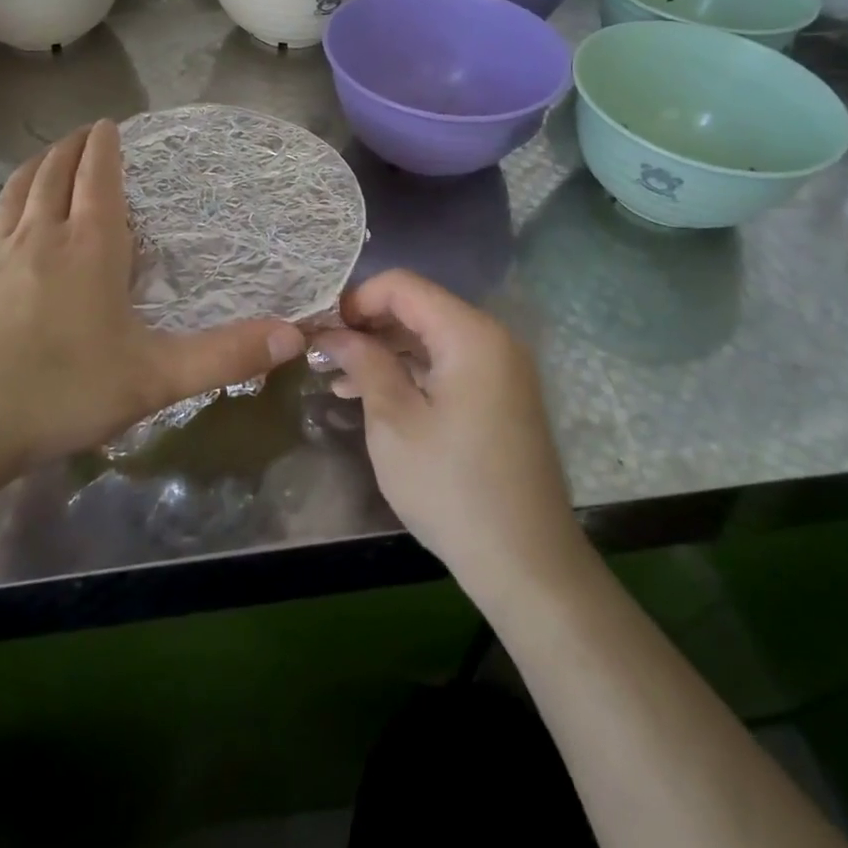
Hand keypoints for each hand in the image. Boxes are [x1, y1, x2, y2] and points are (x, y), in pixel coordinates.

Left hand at [0, 121, 305, 504]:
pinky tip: (10, 219)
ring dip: (38, 164)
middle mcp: (41, 237)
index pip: (98, 177)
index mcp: (89, 247)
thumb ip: (225, 357)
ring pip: (19, 189)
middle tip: (87, 133)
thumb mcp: (154, 379)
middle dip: (72, 146)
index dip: (105, 146)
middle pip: (55, 172)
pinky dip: (11, 199)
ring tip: (50, 155)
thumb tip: (295, 334)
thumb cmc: (58, 392)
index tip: (110, 124)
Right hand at [310, 270, 587, 599]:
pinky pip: (448, 365)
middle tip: (323, 354)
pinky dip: (411, 373)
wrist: (526, 561)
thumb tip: (334, 332)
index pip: (403, 286)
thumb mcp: (394, 421)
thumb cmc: (451, 486)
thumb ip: (364, 363)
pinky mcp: (500, 395)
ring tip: (336, 378)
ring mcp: (500, 368)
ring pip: (431, 338)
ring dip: (385, 351)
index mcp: (470, 333)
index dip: (357, 300)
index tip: (322, 330)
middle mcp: (491, 338)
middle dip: (368, 326)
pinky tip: (372, 395)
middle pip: (419, 308)